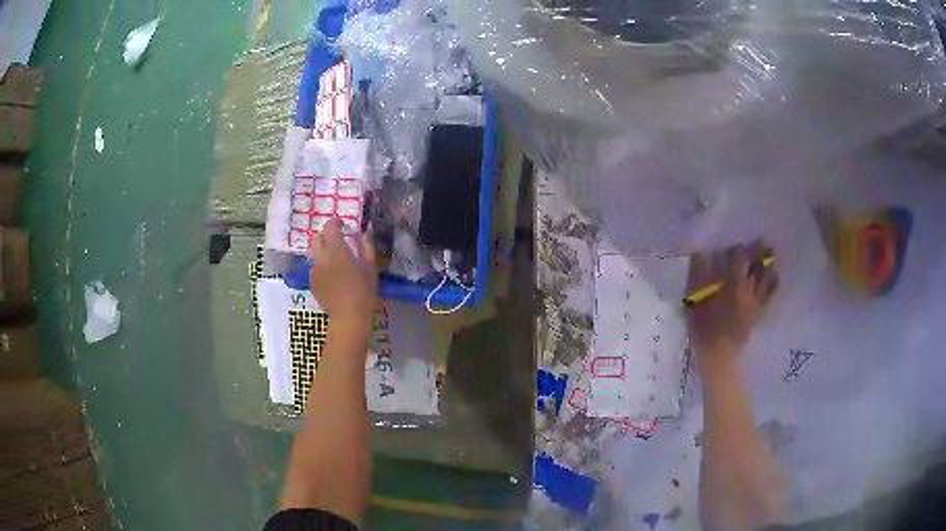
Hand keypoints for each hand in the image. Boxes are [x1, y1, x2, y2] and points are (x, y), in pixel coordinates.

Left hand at [309, 219, 377, 326]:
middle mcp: (321, 257)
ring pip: (315, 254)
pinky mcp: (311, 282)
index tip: (343, 225)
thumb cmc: (364, 292)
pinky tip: (332, 278)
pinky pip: (314, 268)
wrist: (348, 317)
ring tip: (335, 263)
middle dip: (326, 237)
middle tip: (338, 244)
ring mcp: (314, 270)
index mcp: (337, 251)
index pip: (330, 227)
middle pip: (317, 238)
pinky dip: (321, 267)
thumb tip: (363, 234)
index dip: (336, 223)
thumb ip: (366, 247)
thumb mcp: (371, 268)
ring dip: (324, 253)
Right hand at [686, 241, 777, 362]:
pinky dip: (773, 284)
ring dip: (770, 265)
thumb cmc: (704, 328)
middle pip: (758, 265)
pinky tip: (774, 278)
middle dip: (760, 252)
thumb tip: (700, 252)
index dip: (741, 247)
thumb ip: (698, 275)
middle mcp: (749, 289)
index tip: (739, 239)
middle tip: (763, 240)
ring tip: (772, 255)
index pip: (741, 257)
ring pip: (767, 278)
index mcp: (734, 283)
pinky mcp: (758, 313)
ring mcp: (756, 302)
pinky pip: (770, 295)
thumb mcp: (695, 300)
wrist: (718, 357)